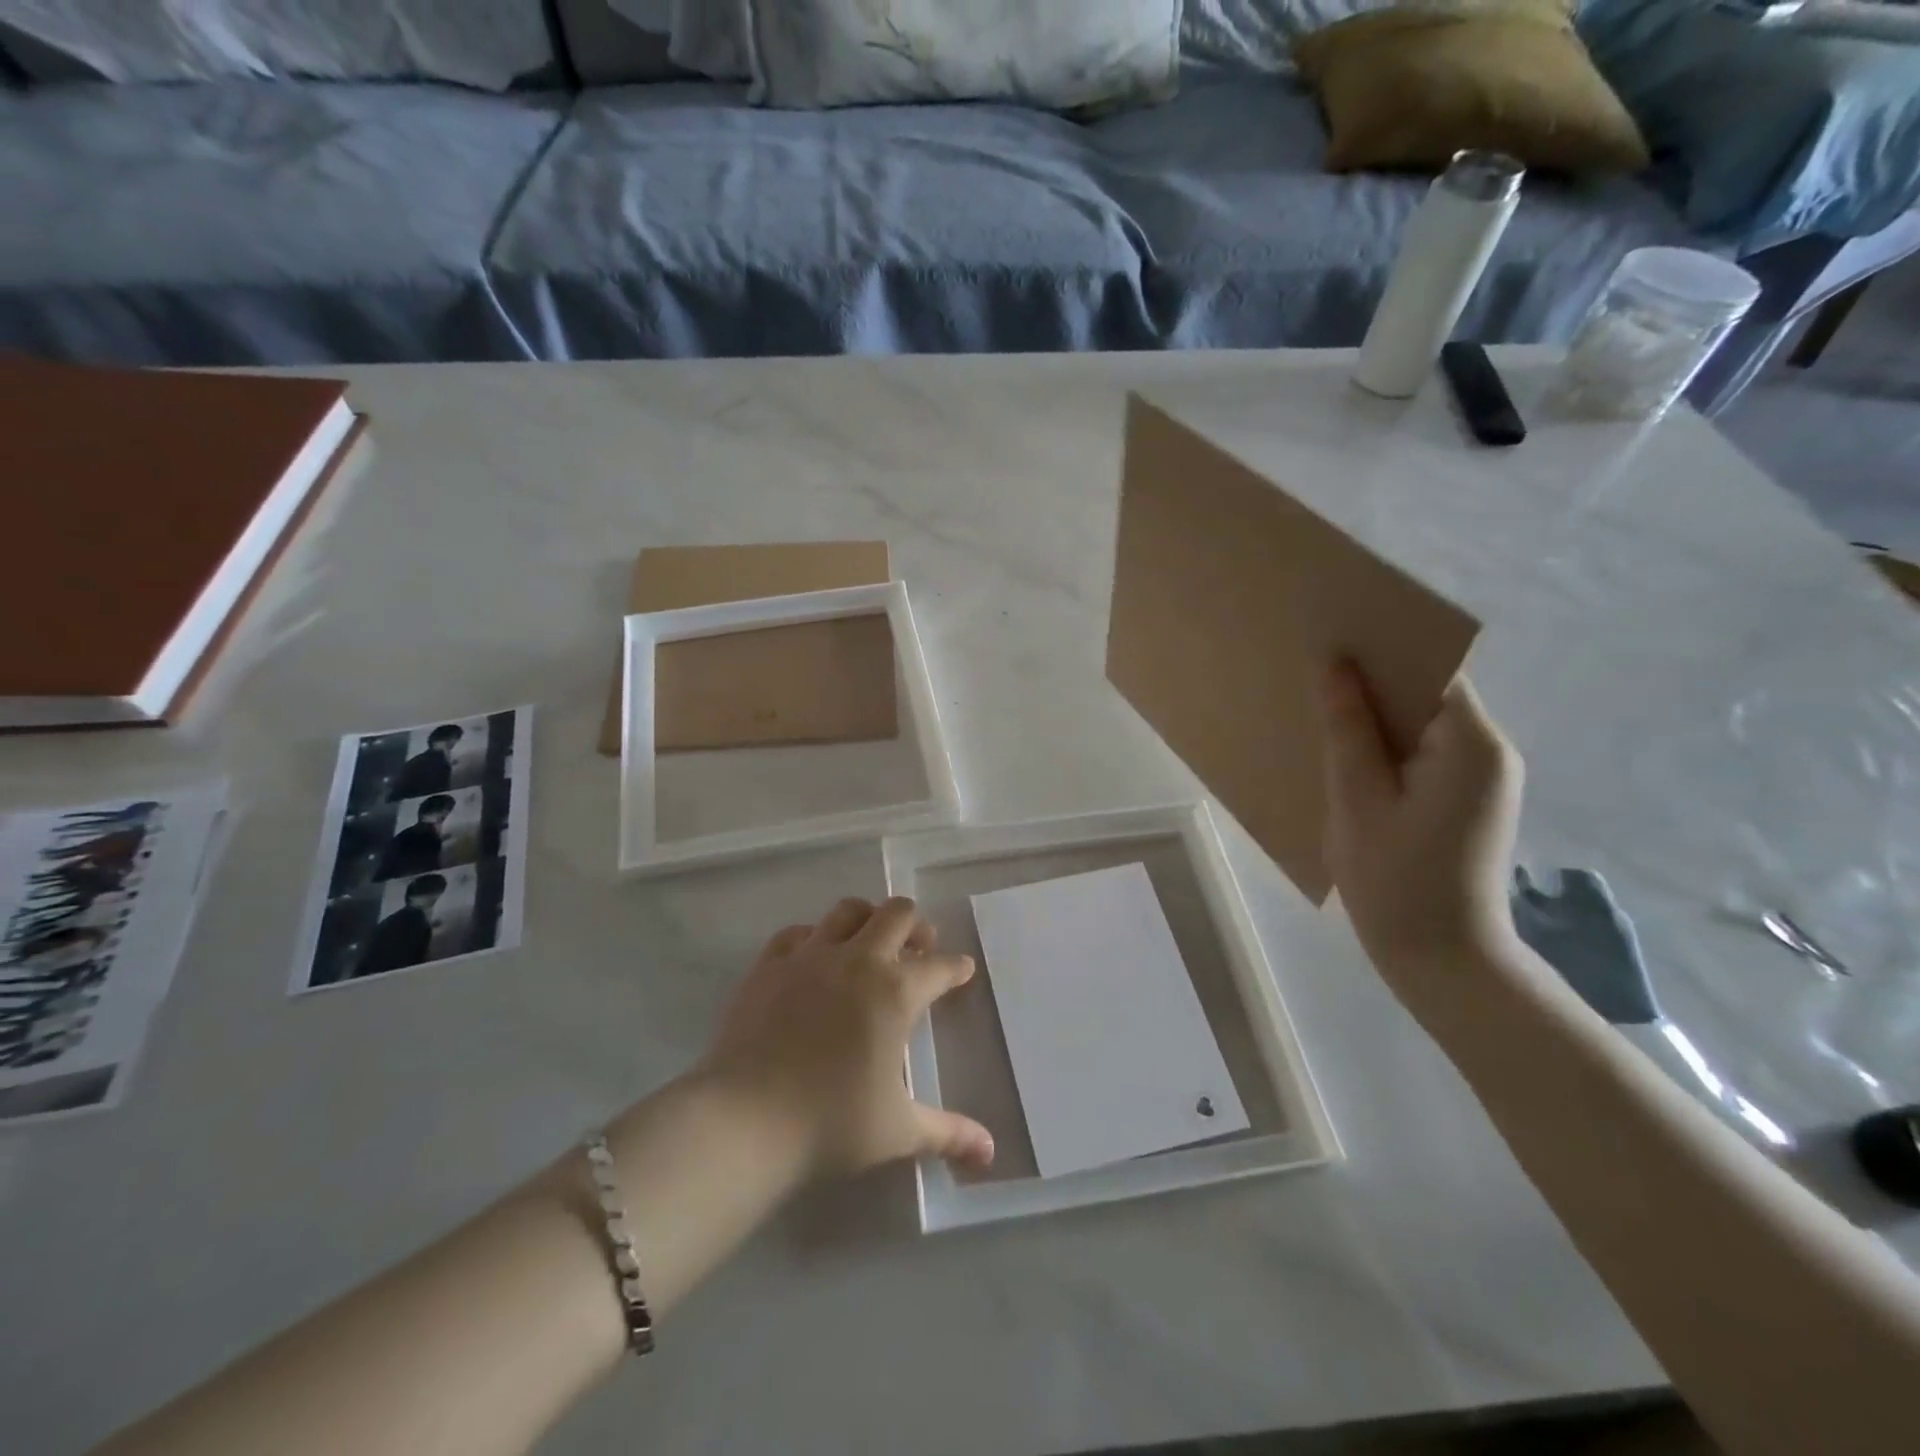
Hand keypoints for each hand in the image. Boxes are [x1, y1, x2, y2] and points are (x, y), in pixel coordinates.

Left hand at [695, 896, 994, 1180]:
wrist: (743, 1121)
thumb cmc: (830, 1124)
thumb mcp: (898, 1131)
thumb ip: (948, 1134)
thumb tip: (990, 1153)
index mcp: (896, 992)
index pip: (940, 967)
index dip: (957, 967)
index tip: (963, 970)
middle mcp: (858, 960)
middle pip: (898, 913)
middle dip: (917, 926)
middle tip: (919, 949)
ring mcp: (810, 956)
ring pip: (848, 911)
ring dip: (868, 919)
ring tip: (871, 943)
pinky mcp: (770, 964)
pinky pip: (798, 933)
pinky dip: (815, 938)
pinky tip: (815, 959)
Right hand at [1319, 662, 1531, 1023]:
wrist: (1440, 959)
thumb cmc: (1394, 880)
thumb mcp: (1357, 799)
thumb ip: (1347, 728)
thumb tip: (1334, 664)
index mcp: (1471, 744)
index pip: (1430, 670)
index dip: (1382, 650)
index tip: (1330, 640)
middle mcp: (1488, 749)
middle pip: (1428, 692)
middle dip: (1372, 681)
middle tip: (1311, 673)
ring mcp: (1481, 775)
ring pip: (1421, 723)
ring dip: (1375, 716)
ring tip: (1318, 709)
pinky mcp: (1466, 797)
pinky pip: (1422, 751)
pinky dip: (1385, 745)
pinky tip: (1344, 753)